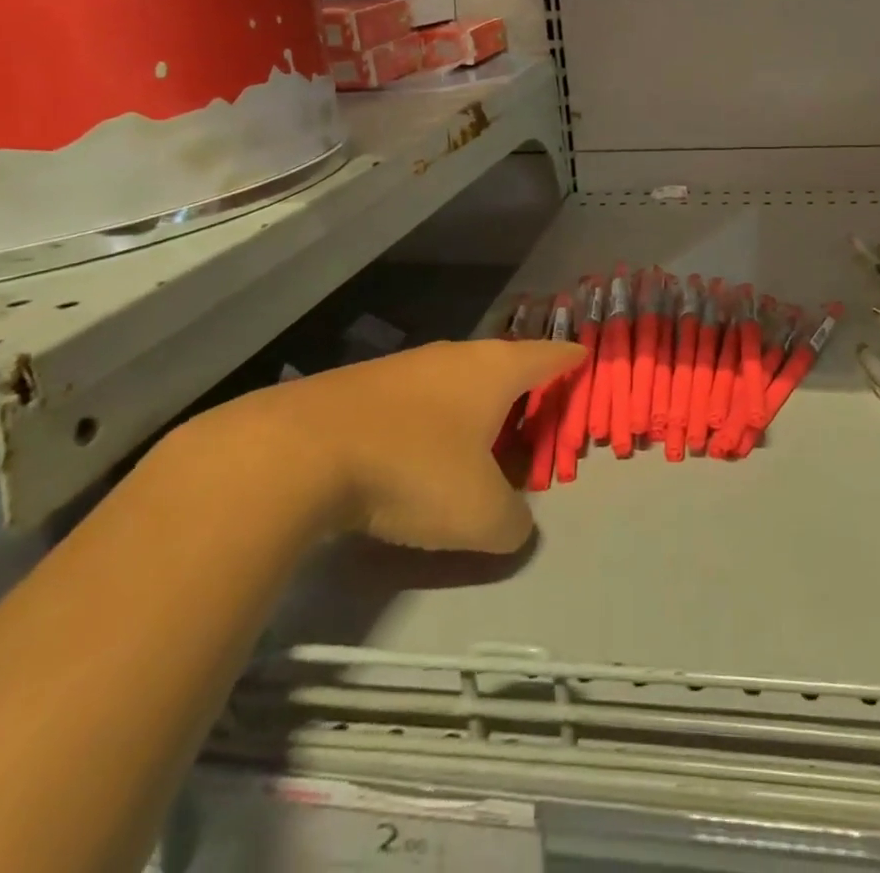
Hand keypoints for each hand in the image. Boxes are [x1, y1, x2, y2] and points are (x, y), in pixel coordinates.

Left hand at [182, 339, 584, 552]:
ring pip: (453, 382)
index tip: (584, 359)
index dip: (570, 360)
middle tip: (533, 416)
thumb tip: (514, 525)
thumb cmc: (412, 470)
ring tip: (476, 442)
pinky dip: (427, 422)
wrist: (296, 454)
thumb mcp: (480, 515)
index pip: (548, 354)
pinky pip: (412, 401)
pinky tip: (414, 456)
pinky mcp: (358, 387)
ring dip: (469, 408)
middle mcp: (453, 357)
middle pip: (500, 365)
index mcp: (494, 371)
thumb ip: (514, 524)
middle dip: (520, 389)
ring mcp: (403, 368)